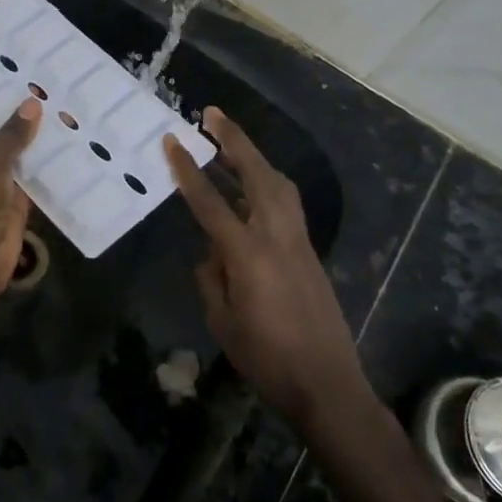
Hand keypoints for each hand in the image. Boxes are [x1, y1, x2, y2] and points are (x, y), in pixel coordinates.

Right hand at [163, 107, 370, 433]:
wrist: (329, 387)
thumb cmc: (267, 360)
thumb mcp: (222, 321)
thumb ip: (212, 278)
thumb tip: (213, 252)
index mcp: (248, 254)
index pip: (210, 201)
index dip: (188, 170)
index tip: (172, 141)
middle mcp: (276, 236)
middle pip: (256, 174)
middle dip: (234, 140)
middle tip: (212, 114)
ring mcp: (299, 242)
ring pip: (278, 184)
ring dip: (255, 157)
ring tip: (232, 142)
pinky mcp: (311, 252)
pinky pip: (287, 203)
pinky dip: (268, 183)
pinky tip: (254, 187)